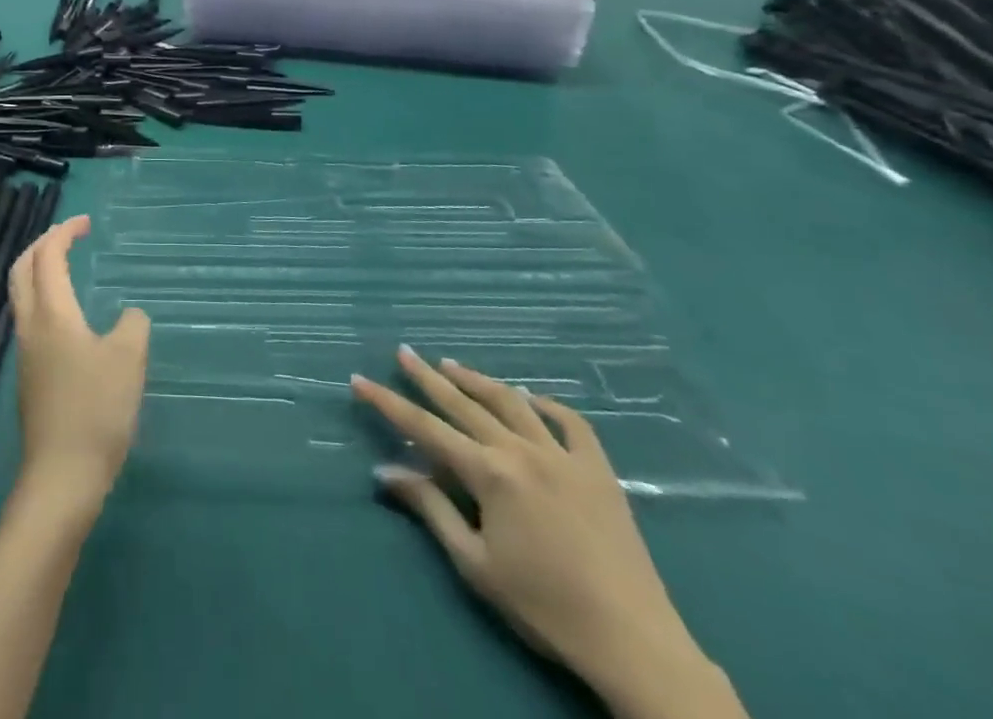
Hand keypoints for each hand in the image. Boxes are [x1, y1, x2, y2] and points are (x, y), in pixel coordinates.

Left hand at [8, 216, 148, 511]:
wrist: (61, 480)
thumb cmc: (96, 411)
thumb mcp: (128, 360)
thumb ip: (133, 325)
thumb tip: (128, 316)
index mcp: (52, 313)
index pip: (47, 255)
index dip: (64, 232)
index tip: (87, 223)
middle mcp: (30, 326)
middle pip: (22, 270)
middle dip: (42, 245)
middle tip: (69, 237)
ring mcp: (25, 354)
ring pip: (22, 296)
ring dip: (39, 272)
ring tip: (69, 270)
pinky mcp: (29, 379)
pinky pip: (31, 321)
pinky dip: (45, 300)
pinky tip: (71, 320)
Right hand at [353, 350, 742, 718]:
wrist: (632, 641)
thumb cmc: (544, 606)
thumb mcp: (475, 563)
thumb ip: (431, 509)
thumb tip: (387, 470)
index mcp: (489, 472)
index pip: (425, 428)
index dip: (388, 403)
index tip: (360, 380)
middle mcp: (522, 450)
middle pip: (464, 403)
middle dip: (428, 377)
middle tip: (404, 352)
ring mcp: (563, 455)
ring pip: (512, 402)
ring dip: (478, 380)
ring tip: (451, 364)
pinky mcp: (599, 470)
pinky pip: (571, 423)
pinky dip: (547, 405)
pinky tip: (531, 398)